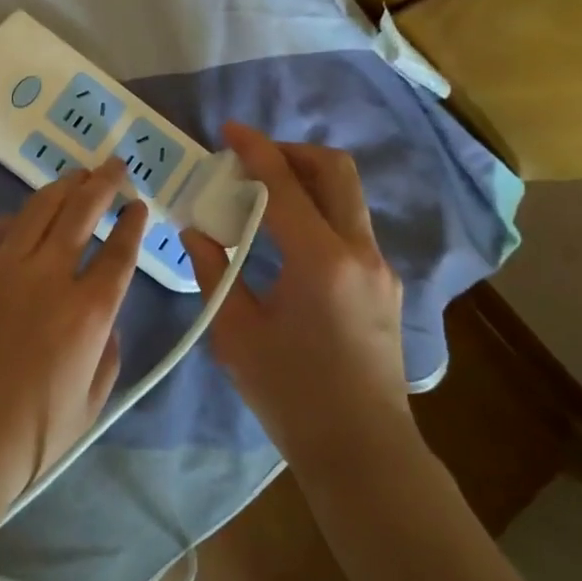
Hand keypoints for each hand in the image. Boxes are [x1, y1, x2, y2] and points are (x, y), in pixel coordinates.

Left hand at [0, 159, 148, 512]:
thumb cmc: (28, 440)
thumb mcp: (90, 408)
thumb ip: (107, 357)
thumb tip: (106, 323)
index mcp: (88, 312)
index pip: (120, 253)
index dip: (133, 224)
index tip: (139, 206)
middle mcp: (49, 278)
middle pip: (82, 213)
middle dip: (103, 184)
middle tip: (114, 166)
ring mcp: (0, 270)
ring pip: (37, 211)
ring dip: (61, 188)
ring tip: (75, 175)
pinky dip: (9, 220)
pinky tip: (16, 220)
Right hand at [182, 122, 410, 466]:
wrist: (363, 451)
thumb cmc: (292, 395)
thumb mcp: (237, 334)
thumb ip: (214, 272)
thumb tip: (197, 231)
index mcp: (319, 261)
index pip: (285, 184)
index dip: (255, 149)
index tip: (229, 130)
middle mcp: (358, 251)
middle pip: (335, 170)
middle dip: (291, 152)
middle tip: (252, 161)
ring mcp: (379, 266)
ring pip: (347, 195)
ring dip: (307, 180)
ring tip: (265, 197)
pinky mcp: (385, 283)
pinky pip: (350, 225)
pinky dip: (319, 210)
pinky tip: (288, 239)